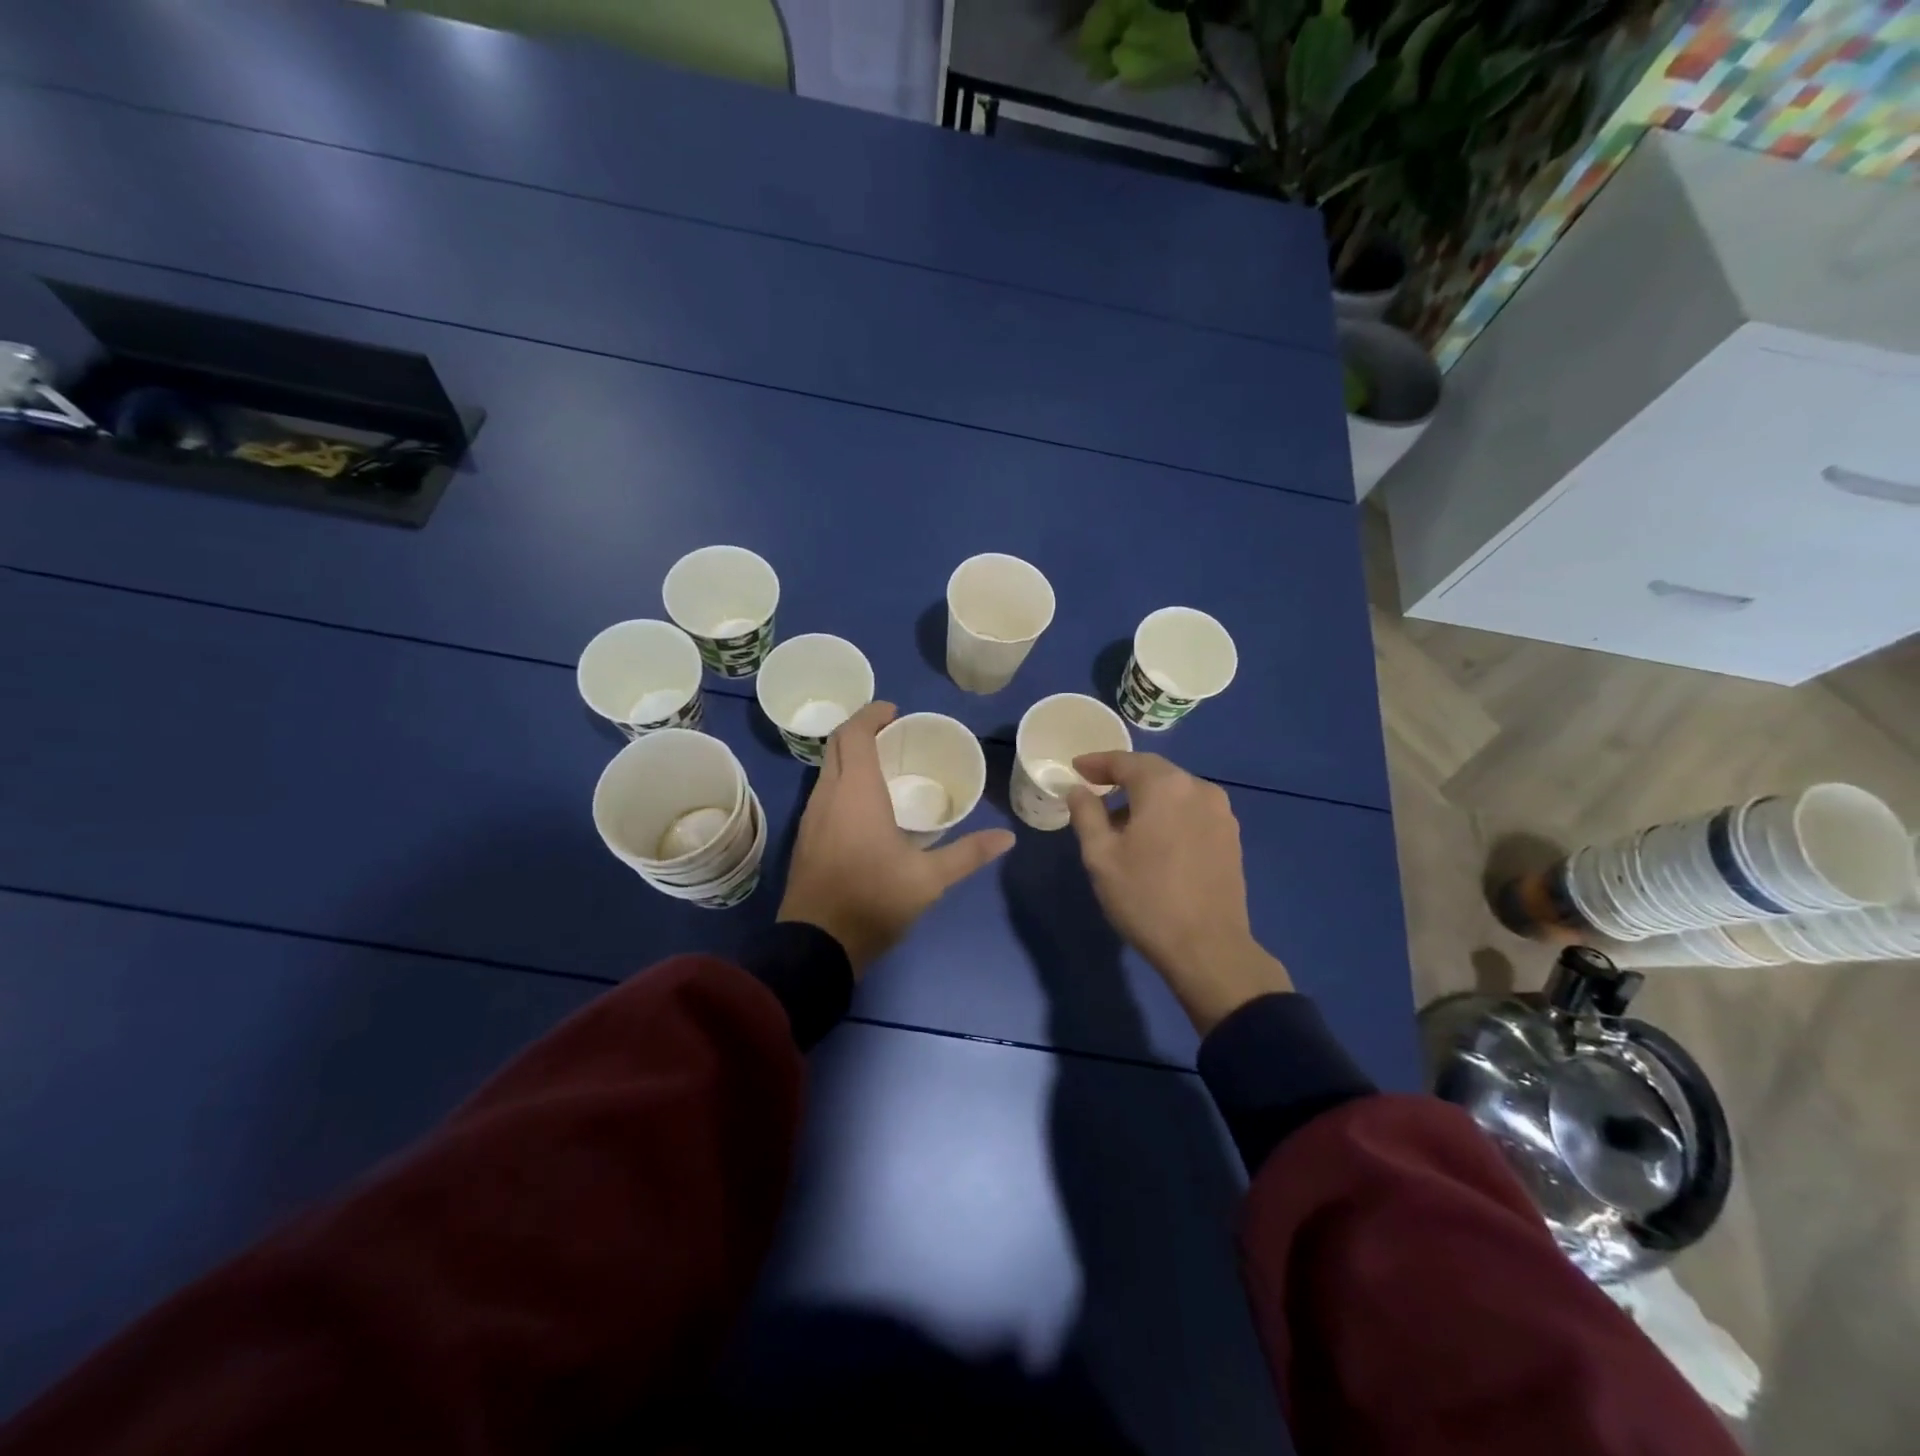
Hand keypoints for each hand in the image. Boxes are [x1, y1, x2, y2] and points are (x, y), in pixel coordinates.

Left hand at [779, 702, 1014, 976]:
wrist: (817, 945)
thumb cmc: (874, 901)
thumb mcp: (929, 880)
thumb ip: (968, 854)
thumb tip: (1007, 838)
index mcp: (856, 794)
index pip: (854, 735)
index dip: (871, 715)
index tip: (894, 711)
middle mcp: (828, 796)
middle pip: (837, 747)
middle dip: (861, 730)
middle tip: (893, 733)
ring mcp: (811, 817)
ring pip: (826, 770)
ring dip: (850, 757)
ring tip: (883, 764)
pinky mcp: (805, 838)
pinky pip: (823, 792)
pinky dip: (842, 781)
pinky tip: (864, 803)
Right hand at [1067, 752, 1291, 1033]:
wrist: (1208, 948)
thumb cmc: (1146, 898)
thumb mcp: (1101, 856)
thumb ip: (1086, 814)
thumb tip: (1078, 790)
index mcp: (1165, 786)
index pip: (1124, 761)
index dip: (1096, 762)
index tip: (1075, 769)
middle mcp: (1198, 788)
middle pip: (1153, 771)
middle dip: (1122, 777)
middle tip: (1094, 788)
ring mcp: (1221, 813)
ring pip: (1175, 791)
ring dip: (1146, 796)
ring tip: (1121, 820)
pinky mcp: (1231, 836)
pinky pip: (1192, 810)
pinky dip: (1168, 812)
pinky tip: (1154, 837)